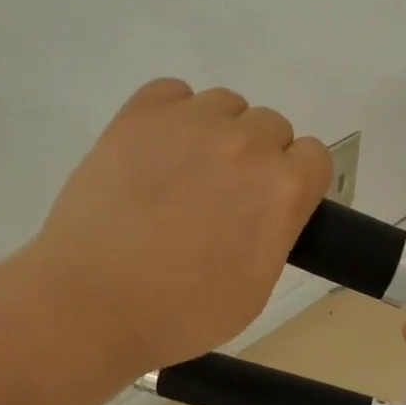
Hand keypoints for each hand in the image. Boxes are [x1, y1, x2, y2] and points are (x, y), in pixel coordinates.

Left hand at [27, 79, 331, 375]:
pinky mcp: (140, 114)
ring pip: (226, 104)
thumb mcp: (257, 287)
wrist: (91, 304)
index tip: (270, 202)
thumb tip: (266, 205)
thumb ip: (276, 230)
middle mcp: (247, 143)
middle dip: (256, 157)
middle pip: (272, 126)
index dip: (294, 180)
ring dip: (217, 132)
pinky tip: (155, 150)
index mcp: (283, 188)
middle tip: (221, 195)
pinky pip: (173, 92)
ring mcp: (192, 122)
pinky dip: (172, 114)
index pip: (314, 155)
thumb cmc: (182, 313)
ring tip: (182, 172)